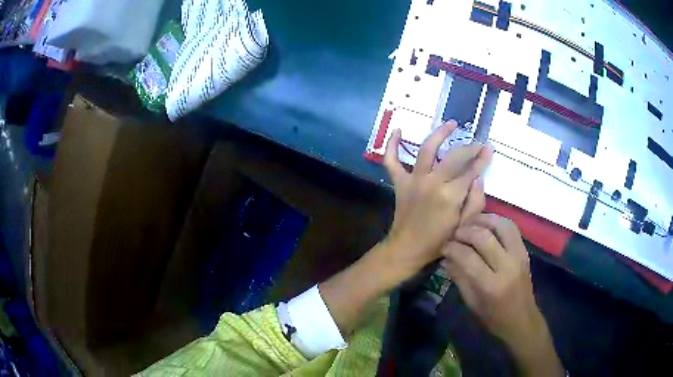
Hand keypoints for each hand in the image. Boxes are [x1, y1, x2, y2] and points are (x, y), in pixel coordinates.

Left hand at [320, 123, 490, 335]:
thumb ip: (475, 202)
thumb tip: (479, 178)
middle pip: (454, 156)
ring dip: (439, 133)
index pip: (471, 170)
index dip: (482, 159)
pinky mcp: (399, 182)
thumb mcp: (464, 226)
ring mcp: (413, 180)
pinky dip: (392, 145)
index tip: (489, 149)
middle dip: (469, 147)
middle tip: (477, 142)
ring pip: (426, 149)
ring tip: (451, 123)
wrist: (407, 249)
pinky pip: (391, 161)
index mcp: (451, 195)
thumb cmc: (439, 242)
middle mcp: (432, 182)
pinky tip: (397, 130)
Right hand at [442, 214, 563, 375]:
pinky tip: (486, 225)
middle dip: (465, 231)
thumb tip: (446, 258)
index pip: (468, 257)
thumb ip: (459, 278)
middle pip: (485, 237)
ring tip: (470, 223)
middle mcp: (507, 267)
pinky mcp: (525, 250)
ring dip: (483, 220)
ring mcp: (519, 256)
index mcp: (491, 286)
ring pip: (501, 225)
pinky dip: (497, 221)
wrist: (522, 319)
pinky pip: (511, 228)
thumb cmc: (494, 317)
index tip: (444, 247)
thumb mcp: (472, 303)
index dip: (452, 248)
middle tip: (455, 234)